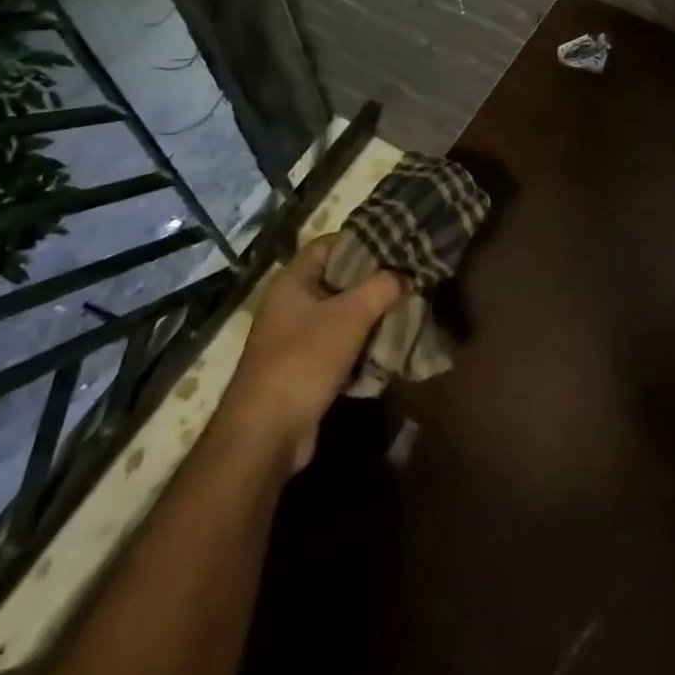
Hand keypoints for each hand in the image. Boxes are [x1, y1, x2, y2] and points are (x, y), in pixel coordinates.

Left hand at [228, 234, 403, 472]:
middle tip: (409, 276)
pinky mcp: (304, 367)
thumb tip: (407, 273)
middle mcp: (291, 303)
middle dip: (374, 279)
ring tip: (407, 307)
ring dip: (371, 313)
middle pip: (339, 278)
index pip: (331, 243)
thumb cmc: (304, 360)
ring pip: (342, 313)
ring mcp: (295, 336)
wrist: (265, 436)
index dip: (363, 239)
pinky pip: (339, 343)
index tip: (397, 243)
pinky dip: (362, 342)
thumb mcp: (351, 316)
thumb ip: (383, 286)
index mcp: (293, 280)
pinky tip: (389, 343)